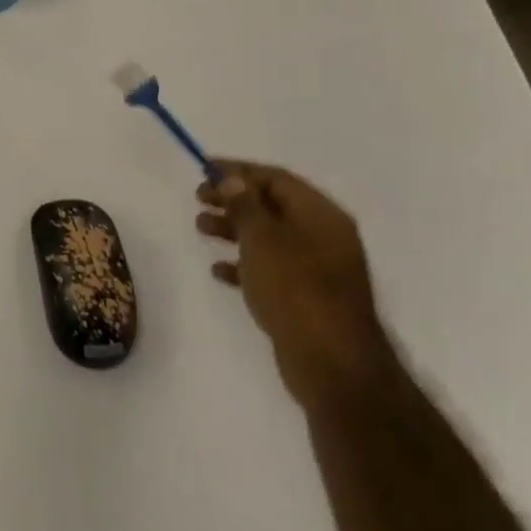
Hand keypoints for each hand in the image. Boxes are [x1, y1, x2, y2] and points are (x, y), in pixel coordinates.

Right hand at [196, 161, 392, 406]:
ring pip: (269, 236)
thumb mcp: (262, 239)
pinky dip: (245, 263)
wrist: (332, 362)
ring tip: (201, 229)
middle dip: (233, 199)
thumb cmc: (295, 289)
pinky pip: (271, 268)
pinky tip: (219, 270)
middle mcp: (323, 235)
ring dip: (234, 229)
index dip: (239, 171)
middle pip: (272, 205)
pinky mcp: (307, 296)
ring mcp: (318, 267)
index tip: (204, 169)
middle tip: (198, 198)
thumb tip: (233, 179)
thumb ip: (244, 206)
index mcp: (320, 215)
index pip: (276, 178)